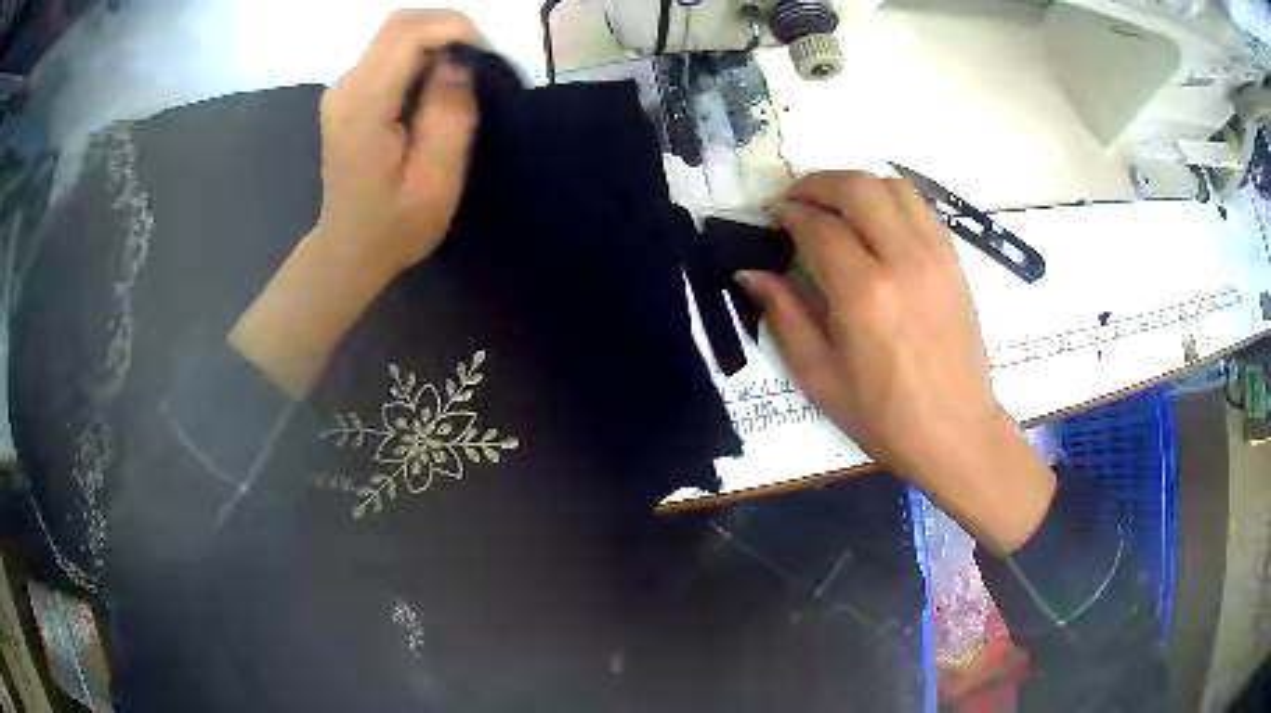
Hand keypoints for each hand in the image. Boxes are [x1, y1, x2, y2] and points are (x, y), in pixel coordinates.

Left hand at [313, 9, 478, 274]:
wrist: (349, 249)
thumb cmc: (394, 226)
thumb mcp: (437, 181)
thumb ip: (449, 115)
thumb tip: (458, 64)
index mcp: (364, 108)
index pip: (407, 35)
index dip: (453, 28)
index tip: (483, 53)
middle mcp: (345, 88)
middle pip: (399, 23)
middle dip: (447, 27)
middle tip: (477, 58)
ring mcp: (342, 89)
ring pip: (394, 33)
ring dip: (435, 39)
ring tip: (460, 71)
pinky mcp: (347, 93)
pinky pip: (387, 51)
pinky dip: (420, 52)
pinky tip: (435, 79)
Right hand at [739, 171, 1054, 553]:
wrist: (956, 431)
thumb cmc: (884, 417)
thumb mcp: (820, 376)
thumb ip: (785, 315)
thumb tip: (750, 272)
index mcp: (864, 294)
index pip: (818, 226)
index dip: (789, 214)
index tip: (773, 217)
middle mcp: (903, 260)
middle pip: (857, 188)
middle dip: (818, 184)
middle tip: (797, 201)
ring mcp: (936, 255)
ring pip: (892, 186)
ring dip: (856, 186)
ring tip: (835, 207)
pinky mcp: (954, 260)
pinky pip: (919, 206)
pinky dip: (890, 200)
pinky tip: (875, 223)